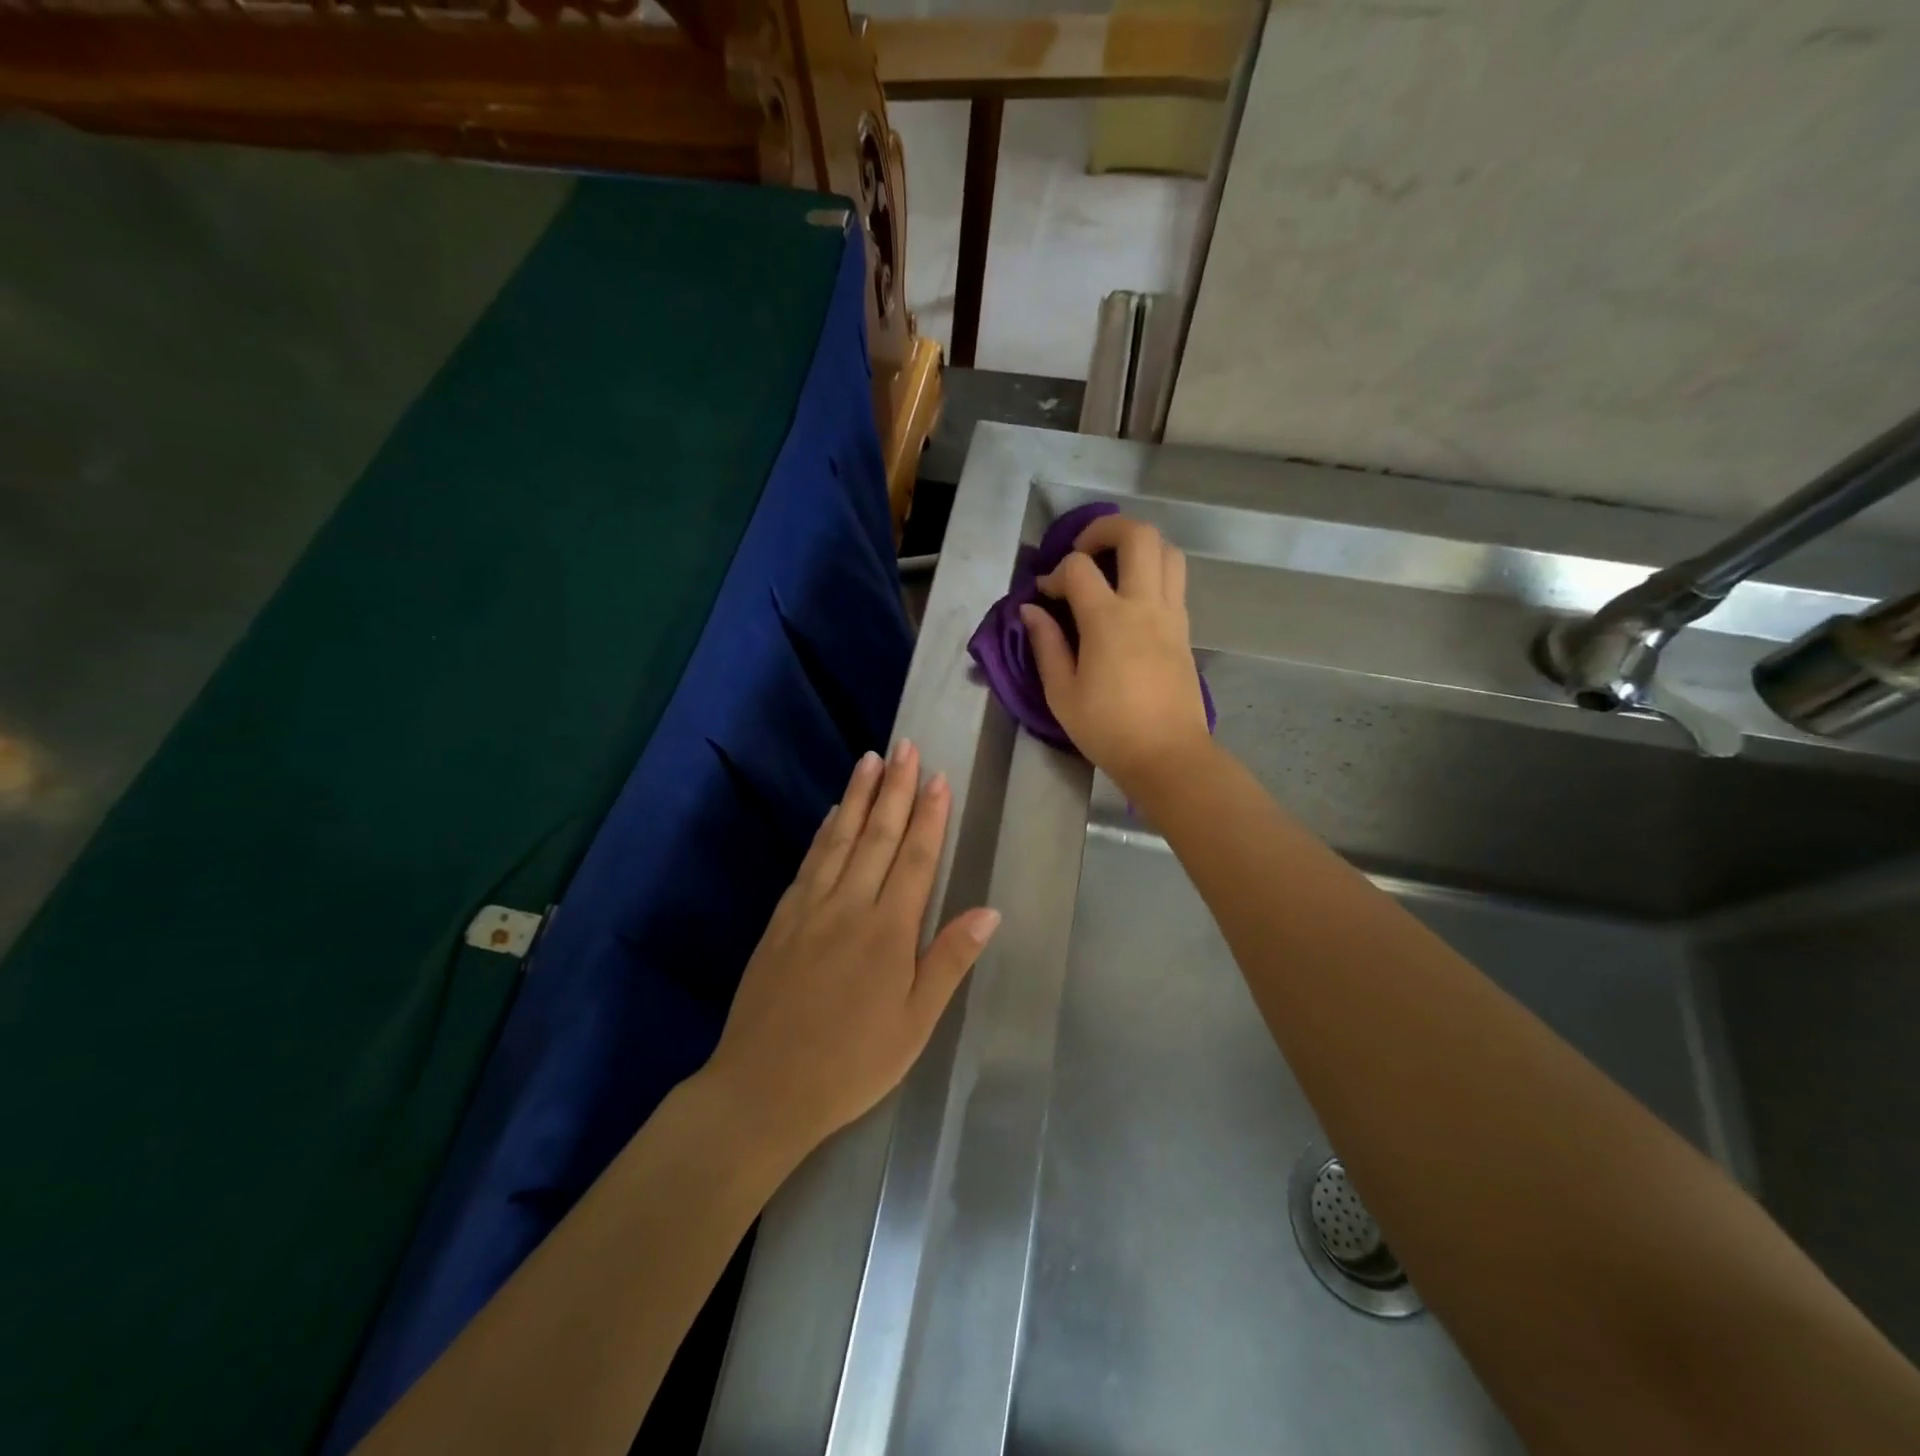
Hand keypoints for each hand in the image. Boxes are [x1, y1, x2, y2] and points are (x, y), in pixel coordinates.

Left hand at [704, 740, 1000, 1157]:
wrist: (763, 1088)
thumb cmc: (852, 1063)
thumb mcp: (914, 1024)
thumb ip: (948, 961)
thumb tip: (988, 911)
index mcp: (888, 931)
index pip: (916, 858)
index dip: (929, 816)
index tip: (938, 777)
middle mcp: (849, 906)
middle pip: (878, 836)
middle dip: (895, 789)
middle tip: (906, 747)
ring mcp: (810, 908)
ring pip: (841, 839)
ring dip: (859, 797)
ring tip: (871, 759)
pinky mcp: (782, 919)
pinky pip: (809, 862)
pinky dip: (825, 832)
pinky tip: (833, 814)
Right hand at [1020, 514, 1212, 795]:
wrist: (1168, 756)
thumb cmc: (1108, 729)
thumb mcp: (1062, 693)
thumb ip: (1046, 645)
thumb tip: (1031, 610)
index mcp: (1108, 620)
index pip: (1078, 568)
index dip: (1055, 573)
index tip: (1044, 596)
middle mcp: (1144, 605)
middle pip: (1137, 535)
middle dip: (1105, 529)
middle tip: (1083, 551)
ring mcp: (1171, 615)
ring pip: (1168, 551)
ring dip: (1139, 546)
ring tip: (1113, 566)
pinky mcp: (1185, 629)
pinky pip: (1175, 580)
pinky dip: (1154, 572)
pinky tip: (1132, 598)